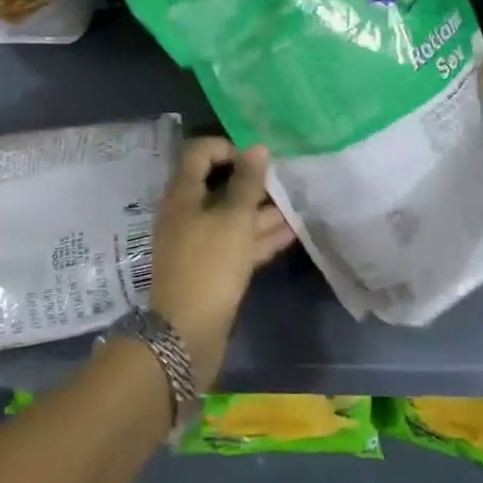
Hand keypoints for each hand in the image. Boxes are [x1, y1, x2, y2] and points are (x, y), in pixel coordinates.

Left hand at [147, 138, 295, 387]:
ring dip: (263, 211)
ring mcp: (199, 243)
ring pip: (232, 217)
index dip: (229, 148)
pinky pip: (237, 244)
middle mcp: (187, 214)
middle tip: (287, 181)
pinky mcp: (212, 269)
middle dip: (254, 182)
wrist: (185, 335)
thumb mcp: (233, 219)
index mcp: (183, 195)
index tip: (259, 158)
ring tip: (299, 205)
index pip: (200, 153)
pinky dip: (260, 237)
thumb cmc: (209, 266)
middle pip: (220, 186)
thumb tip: (257, 148)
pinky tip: (292, 232)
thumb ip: (247, 183)